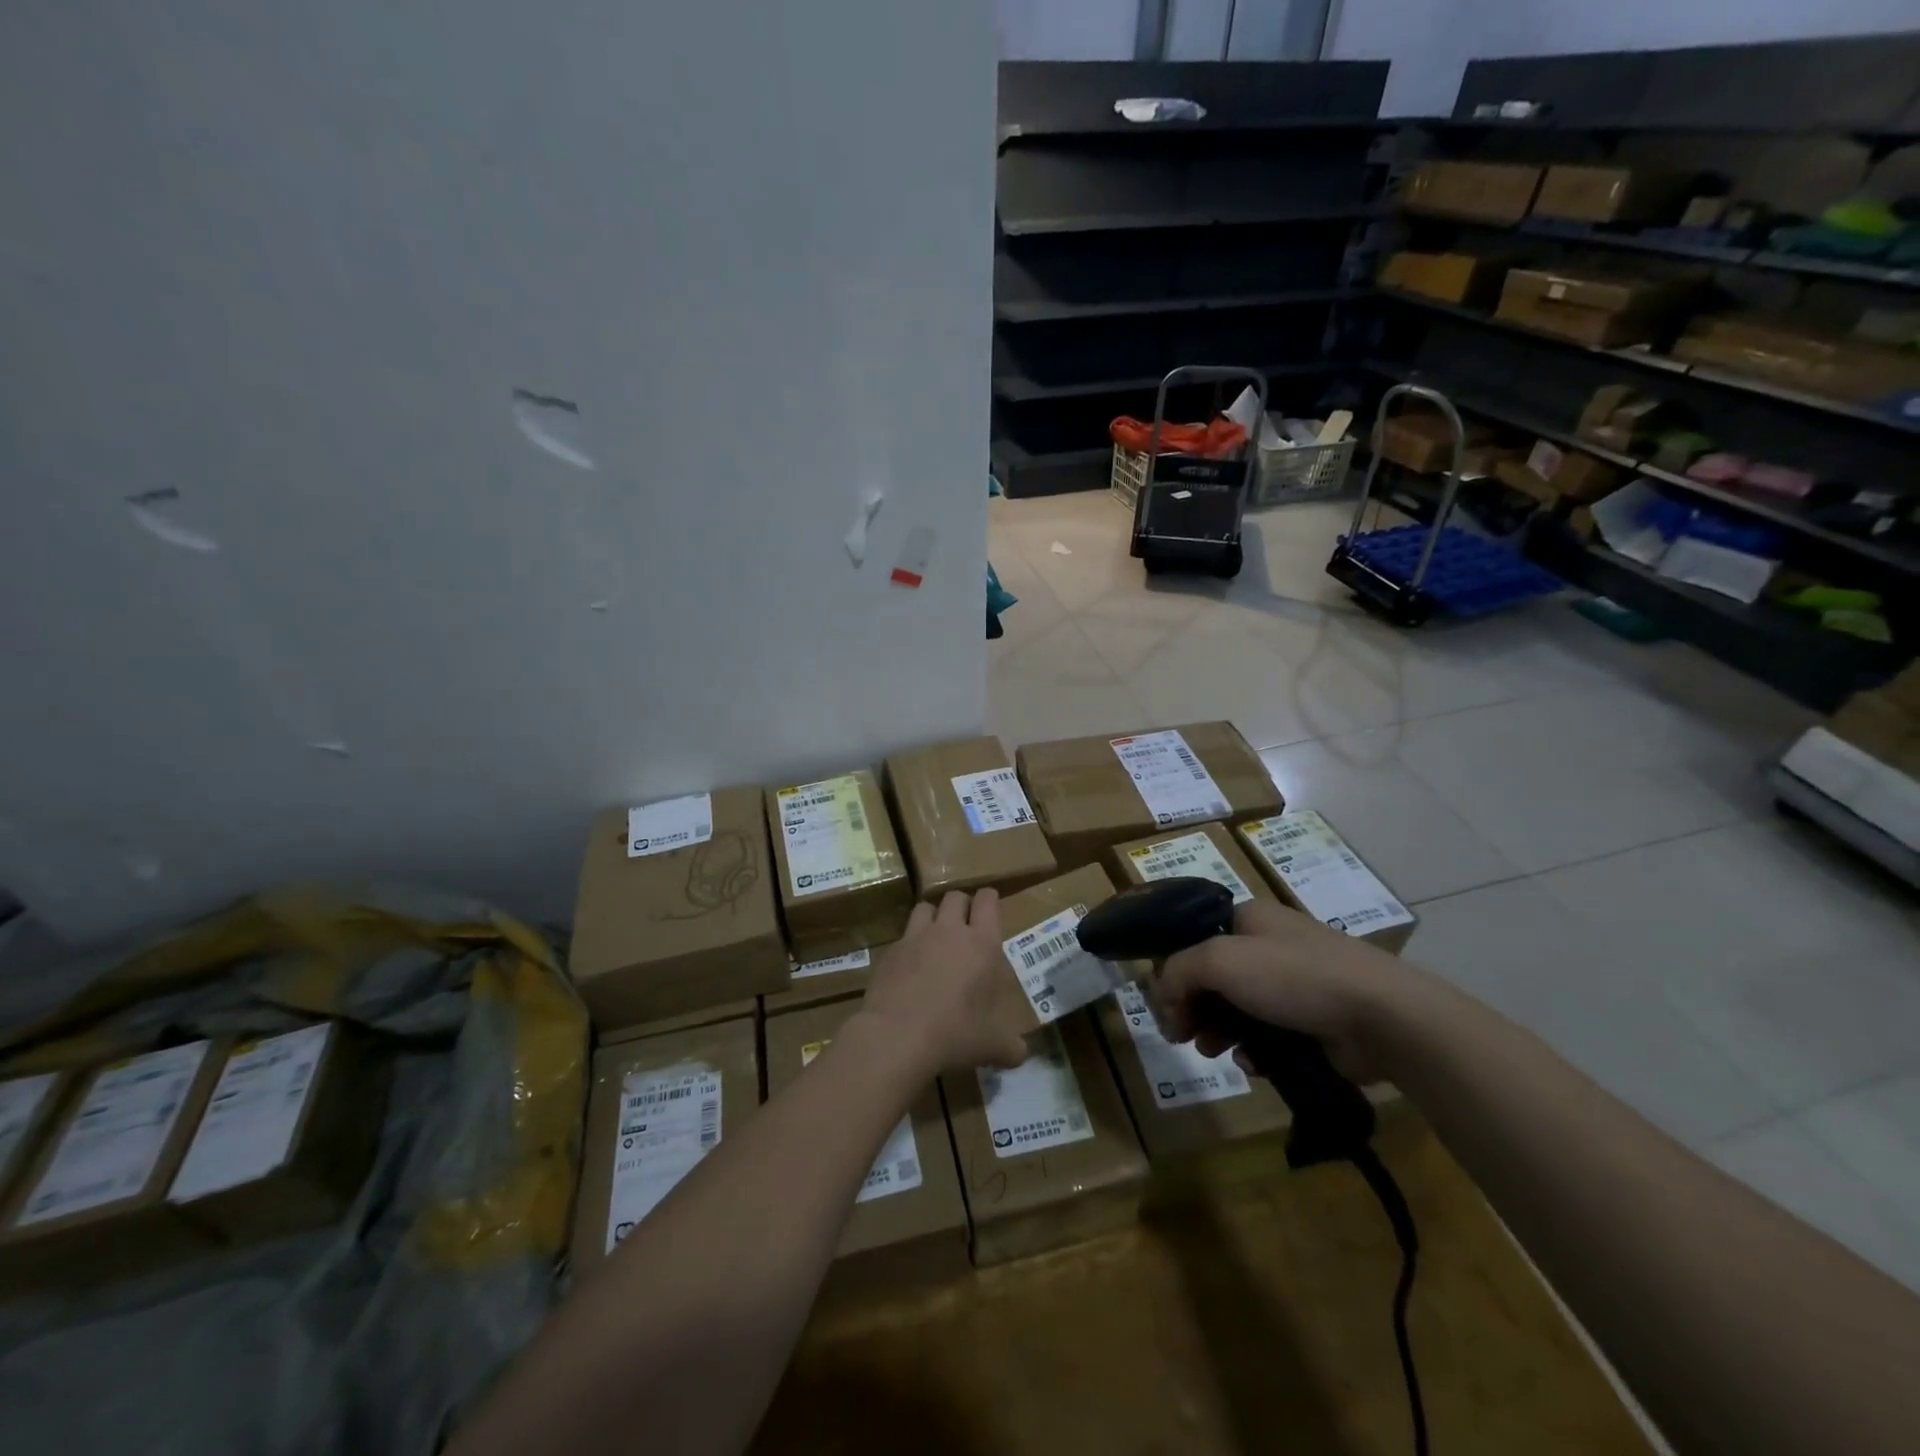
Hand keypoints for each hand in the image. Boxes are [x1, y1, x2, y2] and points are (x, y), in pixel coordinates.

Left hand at [854, 890, 1028, 1076]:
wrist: (897, 1036)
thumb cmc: (955, 1033)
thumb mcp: (991, 1046)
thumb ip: (1010, 1047)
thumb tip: (1020, 1055)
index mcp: (981, 944)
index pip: (987, 901)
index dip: (989, 899)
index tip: (990, 906)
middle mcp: (949, 931)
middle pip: (955, 897)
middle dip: (962, 905)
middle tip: (965, 925)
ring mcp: (915, 937)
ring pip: (925, 907)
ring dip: (933, 916)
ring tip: (935, 937)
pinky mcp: (890, 951)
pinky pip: (902, 936)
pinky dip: (909, 944)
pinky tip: (910, 966)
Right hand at [1153, 898, 1413, 1083]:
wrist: (1381, 1016)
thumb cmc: (1294, 976)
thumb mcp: (1220, 961)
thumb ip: (1179, 972)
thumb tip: (1162, 998)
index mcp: (1248, 917)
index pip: (1194, 936)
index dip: (1172, 967)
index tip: (1162, 1002)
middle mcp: (1269, 944)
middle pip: (1212, 974)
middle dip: (1192, 1005)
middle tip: (1180, 1034)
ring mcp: (1294, 984)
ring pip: (1237, 1007)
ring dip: (1217, 1030)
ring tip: (1212, 1051)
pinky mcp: (1312, 1021)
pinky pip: (1267, 1035)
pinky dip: (1253, 1049)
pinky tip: (1251, 1064)